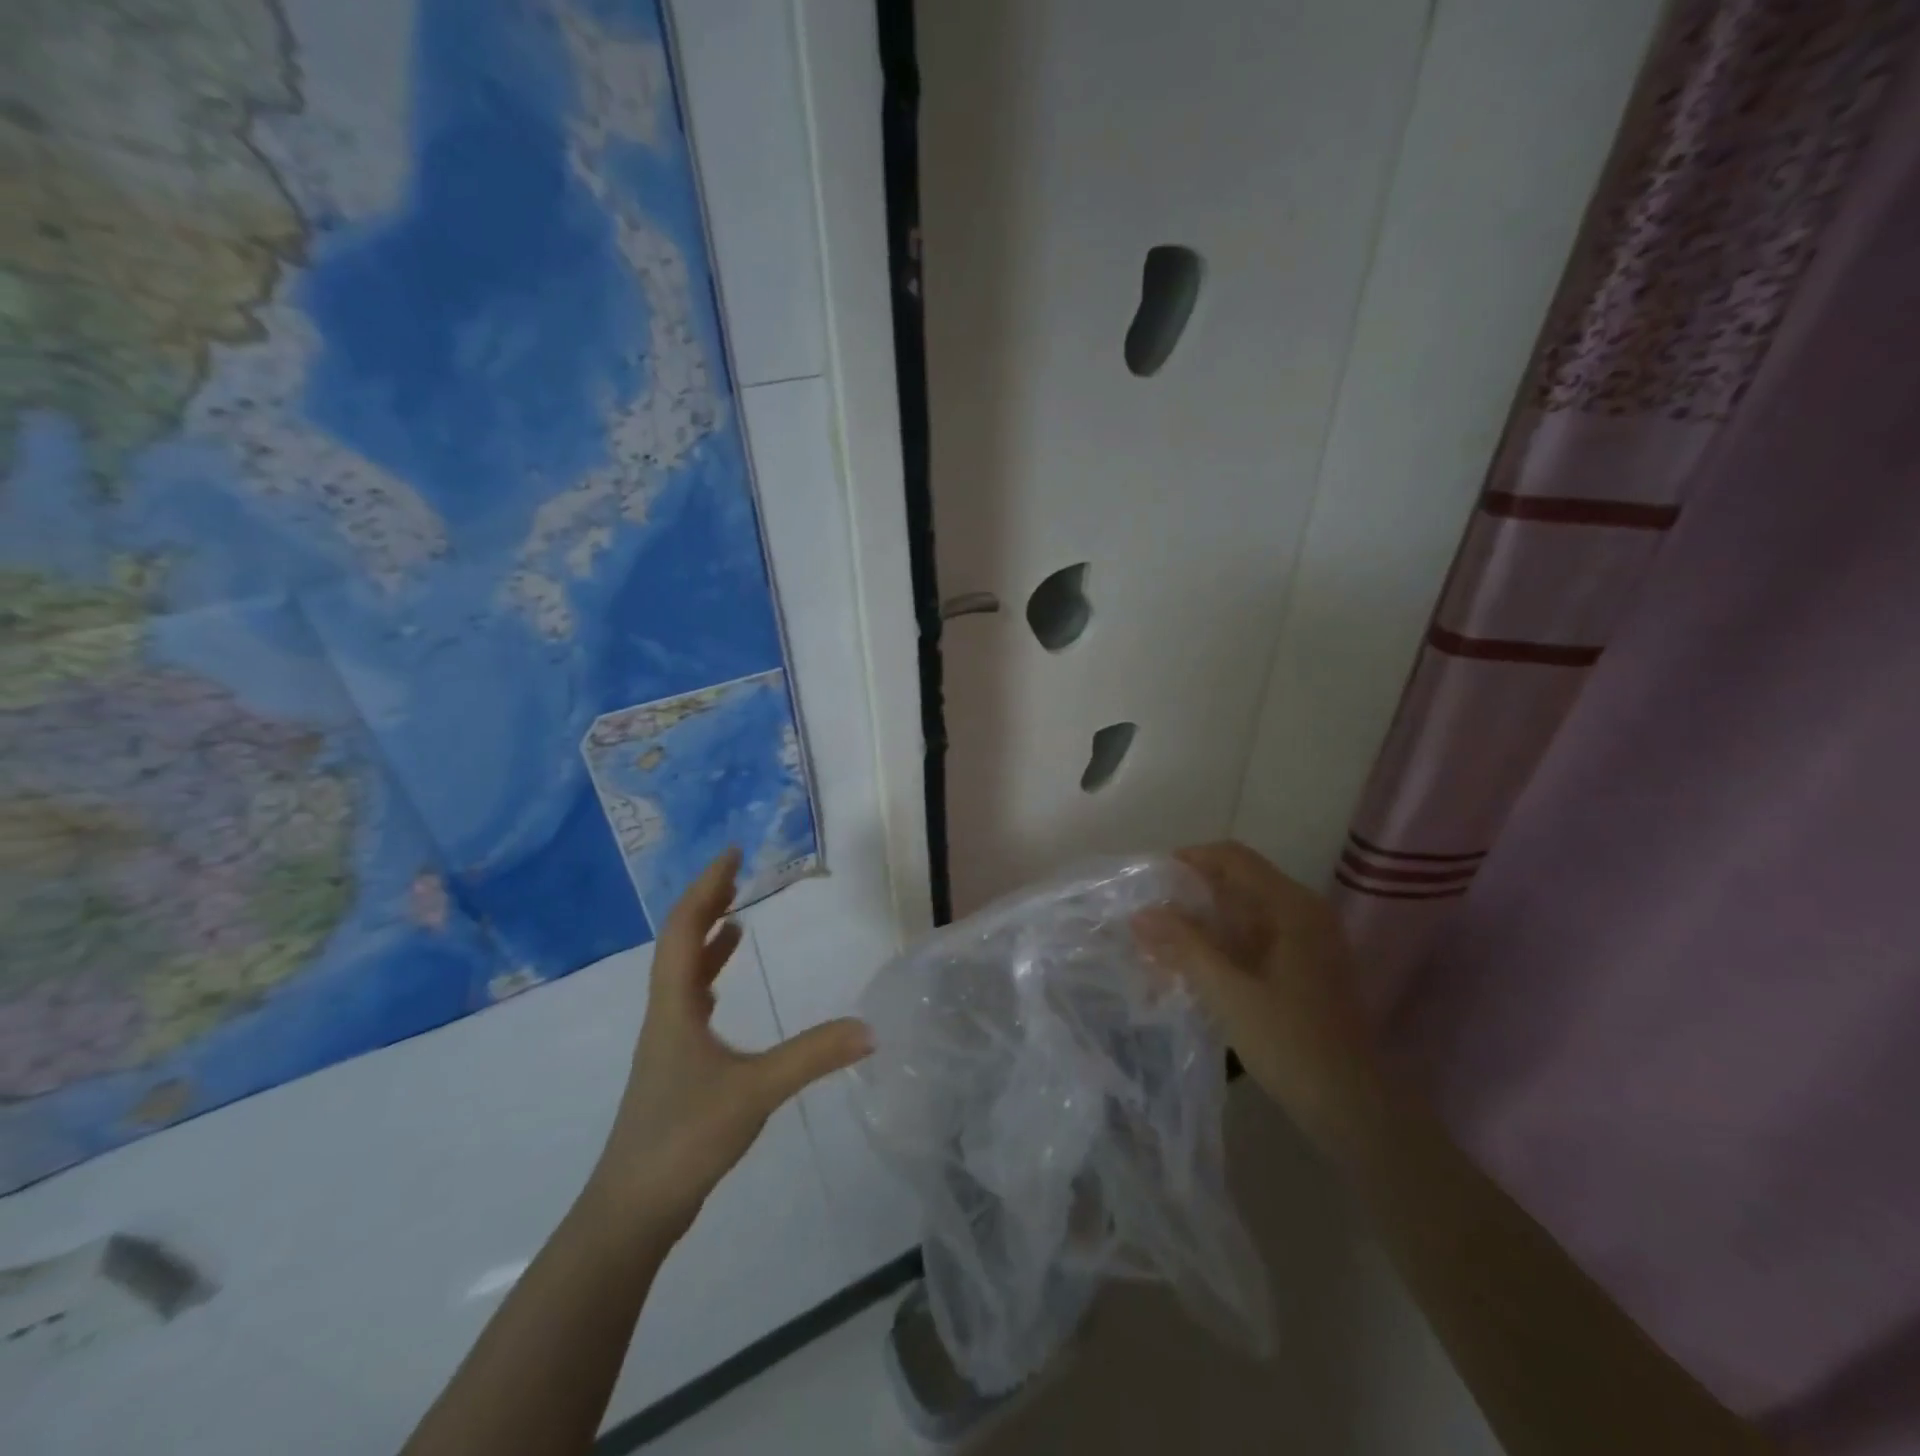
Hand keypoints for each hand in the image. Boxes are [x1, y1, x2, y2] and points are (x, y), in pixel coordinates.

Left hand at [587, 849, 871, 1234]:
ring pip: (682, 975)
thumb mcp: (754, 1091)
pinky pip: (689, 1005)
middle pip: (678, 944)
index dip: (706, 888)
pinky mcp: (674, 1069)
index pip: (683, 930)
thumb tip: (870, 1028)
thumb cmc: (683, 1138)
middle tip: (736, 874)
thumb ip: (812, 1057)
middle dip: (706, 904)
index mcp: (674, 1007)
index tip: (731, 854)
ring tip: (734, 918)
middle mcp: (665, 1015)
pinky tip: (721, 991)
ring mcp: (666, 1044)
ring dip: (705, 940)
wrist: (630, 1212)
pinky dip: (708, 980)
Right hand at [1134, 841, 1383, 1150]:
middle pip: (1236, 884)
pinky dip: (1219, 947)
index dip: (1188, 861)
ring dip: (1200, 926)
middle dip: (1188, 898)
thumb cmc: (1290, 1043)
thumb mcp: (1228, 991)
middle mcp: (1303, 913)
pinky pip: (1252, 940)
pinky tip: (1188, 970)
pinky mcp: (1303, 968)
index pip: (1232, 857)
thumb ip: (1184, 945)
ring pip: (1241, 915)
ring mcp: (1307, 942)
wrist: (1354, 1109)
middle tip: (1146, 919)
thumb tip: (1141, 913)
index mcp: (1292, 907)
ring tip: (1158, 947)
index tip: (1149, 881)